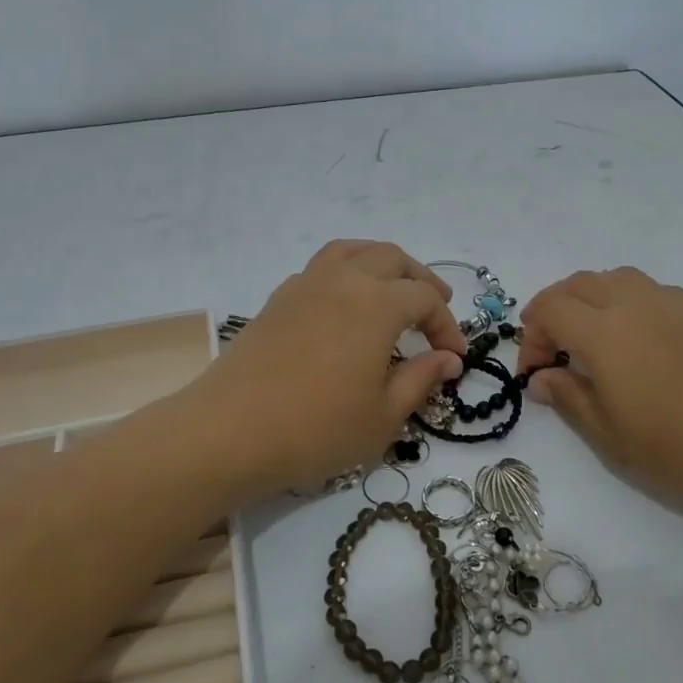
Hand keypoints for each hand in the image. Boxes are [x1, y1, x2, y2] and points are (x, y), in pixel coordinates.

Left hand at [190, 240, 465, 494]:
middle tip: (437, 306)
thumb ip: (421, 379)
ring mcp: (305, 285)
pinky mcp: (278, 299)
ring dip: (382, 263)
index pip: (425, 299)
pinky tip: (346, 304)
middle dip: (421, 281)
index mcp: (377, 304)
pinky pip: (322, 267)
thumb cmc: (316, 428)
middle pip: (392, 259)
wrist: (229, 432)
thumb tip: (448, 359)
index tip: (454, 358)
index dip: (447, 326)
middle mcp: (343, 280)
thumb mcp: (383, 415)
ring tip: (395, 286)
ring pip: (353, 251)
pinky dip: (346, 271)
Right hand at [518, 267, 682, 527]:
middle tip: (552, 352)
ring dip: (588, 298)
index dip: (532, 336)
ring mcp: (671, 304)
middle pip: (578, 284)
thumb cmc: (682, 447)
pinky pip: (647, 290)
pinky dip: (624, 301)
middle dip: (554, 310)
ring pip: (614, 278)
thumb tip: (542, 378)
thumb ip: (570, 398)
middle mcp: (633, 303)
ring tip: (589, 338)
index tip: (534, 373)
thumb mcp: (611, 435)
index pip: (550, 310)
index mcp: (604, 330)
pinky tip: (636, 340)